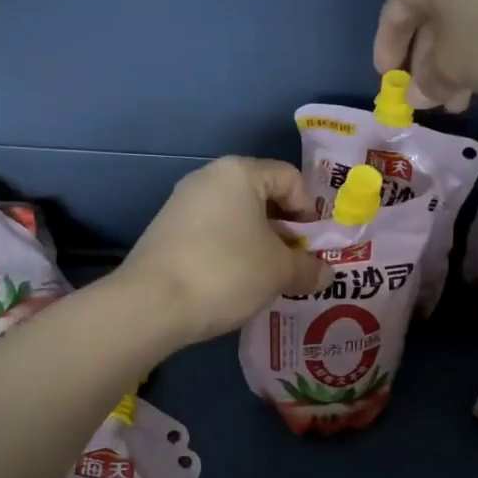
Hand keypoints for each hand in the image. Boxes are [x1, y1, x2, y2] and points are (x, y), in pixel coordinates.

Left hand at [118, 157, 328, 345]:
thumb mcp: (279, 271)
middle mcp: (208, 178)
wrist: (151, 304)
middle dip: (284, 230)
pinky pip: (212, 232)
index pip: (290, 178)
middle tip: (296, 263)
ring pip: (236, 216)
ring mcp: (182, 203)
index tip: (313, 246)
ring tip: (268, 277)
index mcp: (239, 172)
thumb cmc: (227, 272)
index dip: (310, 211)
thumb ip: (308, 268)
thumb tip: (325, 274)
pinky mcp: (166, 230)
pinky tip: (235, 282)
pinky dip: (231, 250)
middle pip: (262, 195)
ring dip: (258, 243)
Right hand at [373, 0, 477, 112]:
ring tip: (460, 99)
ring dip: (454, 63)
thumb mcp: (453, 68)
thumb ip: (427, 82)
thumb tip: (417, 93)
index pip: (394, 14)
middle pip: (429, 18)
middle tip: (429, 99)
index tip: (389, 83)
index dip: (386, 51)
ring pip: (461, 21)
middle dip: (425, 64)